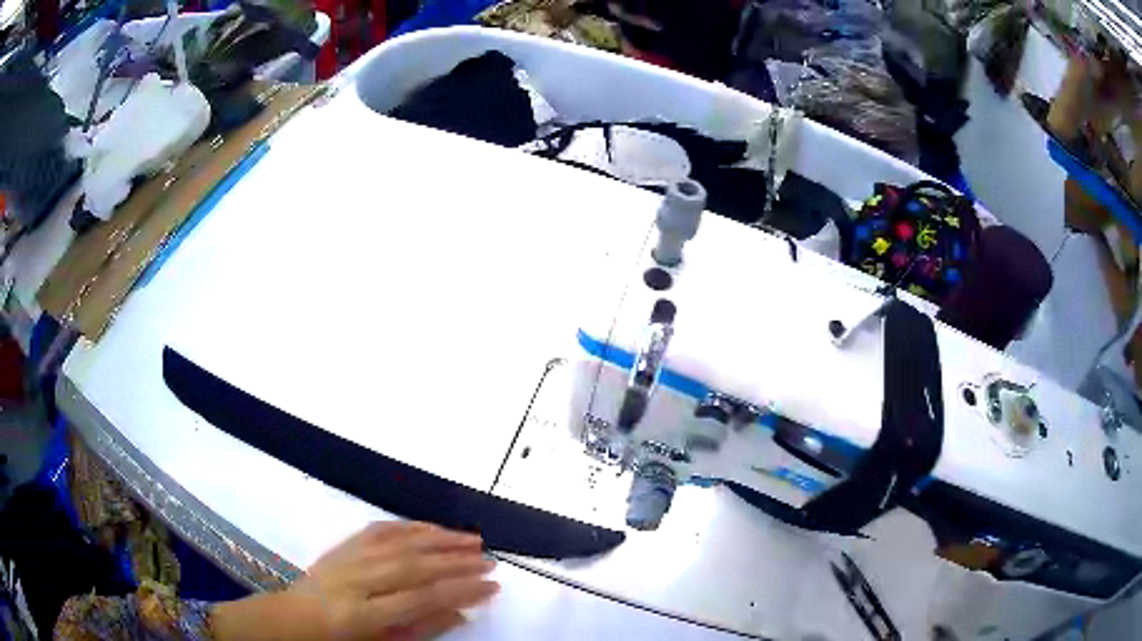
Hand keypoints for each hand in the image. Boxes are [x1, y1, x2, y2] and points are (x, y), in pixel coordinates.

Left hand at [212, 522, 498, 639]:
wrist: (287, 622)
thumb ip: (418, 630)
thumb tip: (459, 613)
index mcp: (362, 615)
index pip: (420, 598)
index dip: (460, 590)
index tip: (493, 585)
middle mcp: (354, 581)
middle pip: (412, 565)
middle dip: (456, 561)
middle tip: (490, 559)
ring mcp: (344, 559)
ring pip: (397, 542)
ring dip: (438, 538)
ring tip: (472, 539)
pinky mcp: (338, 547)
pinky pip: (376, 530)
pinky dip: (407, 526)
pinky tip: (429, 526)